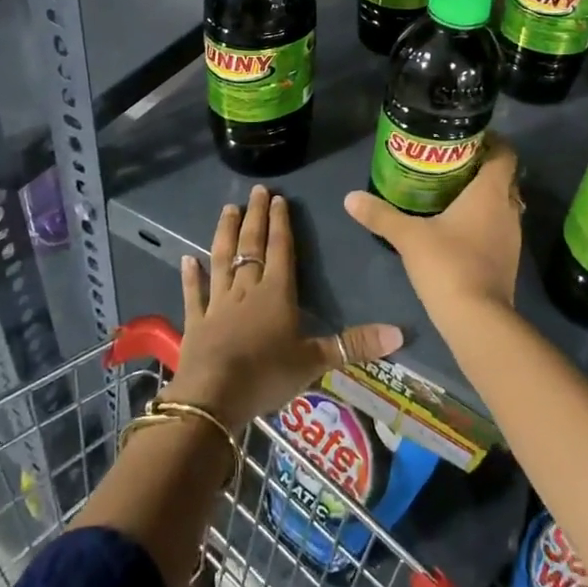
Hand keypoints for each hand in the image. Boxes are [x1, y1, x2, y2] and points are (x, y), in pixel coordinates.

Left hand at [168, 184, 404, 428]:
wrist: (213, 397)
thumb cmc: (267, 374)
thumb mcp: (315, 361)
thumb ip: (355, 345)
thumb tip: (401, 333)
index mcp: (276, 293)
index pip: (281, 249)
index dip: (281, 223)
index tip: (278, 198)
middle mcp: (246, 289)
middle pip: (251, 246)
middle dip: (255, 217)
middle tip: (255, 190)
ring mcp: (217, 304)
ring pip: (222, 260)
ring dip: (224, 234)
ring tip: (227, 209)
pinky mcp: (196, 323)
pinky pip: (193, 294)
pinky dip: (190, 276)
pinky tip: (186, 258)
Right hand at [344, 138, 522, 322]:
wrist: (477, 319)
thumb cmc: (448, 264)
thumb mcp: (409, 237)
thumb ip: (381, 215)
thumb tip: (350, 197)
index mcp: (490, 193)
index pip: (505, 154)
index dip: (493, 142)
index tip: (469, 137)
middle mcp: (508, 210)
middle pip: (504, 178)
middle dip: (482, 168)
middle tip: (452, 164)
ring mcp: (512, 237)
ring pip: (502, 205)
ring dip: (484, 197)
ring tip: (452, 192)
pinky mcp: (508, 261)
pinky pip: (499, 228)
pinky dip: (484, 221)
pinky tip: (459, 228)